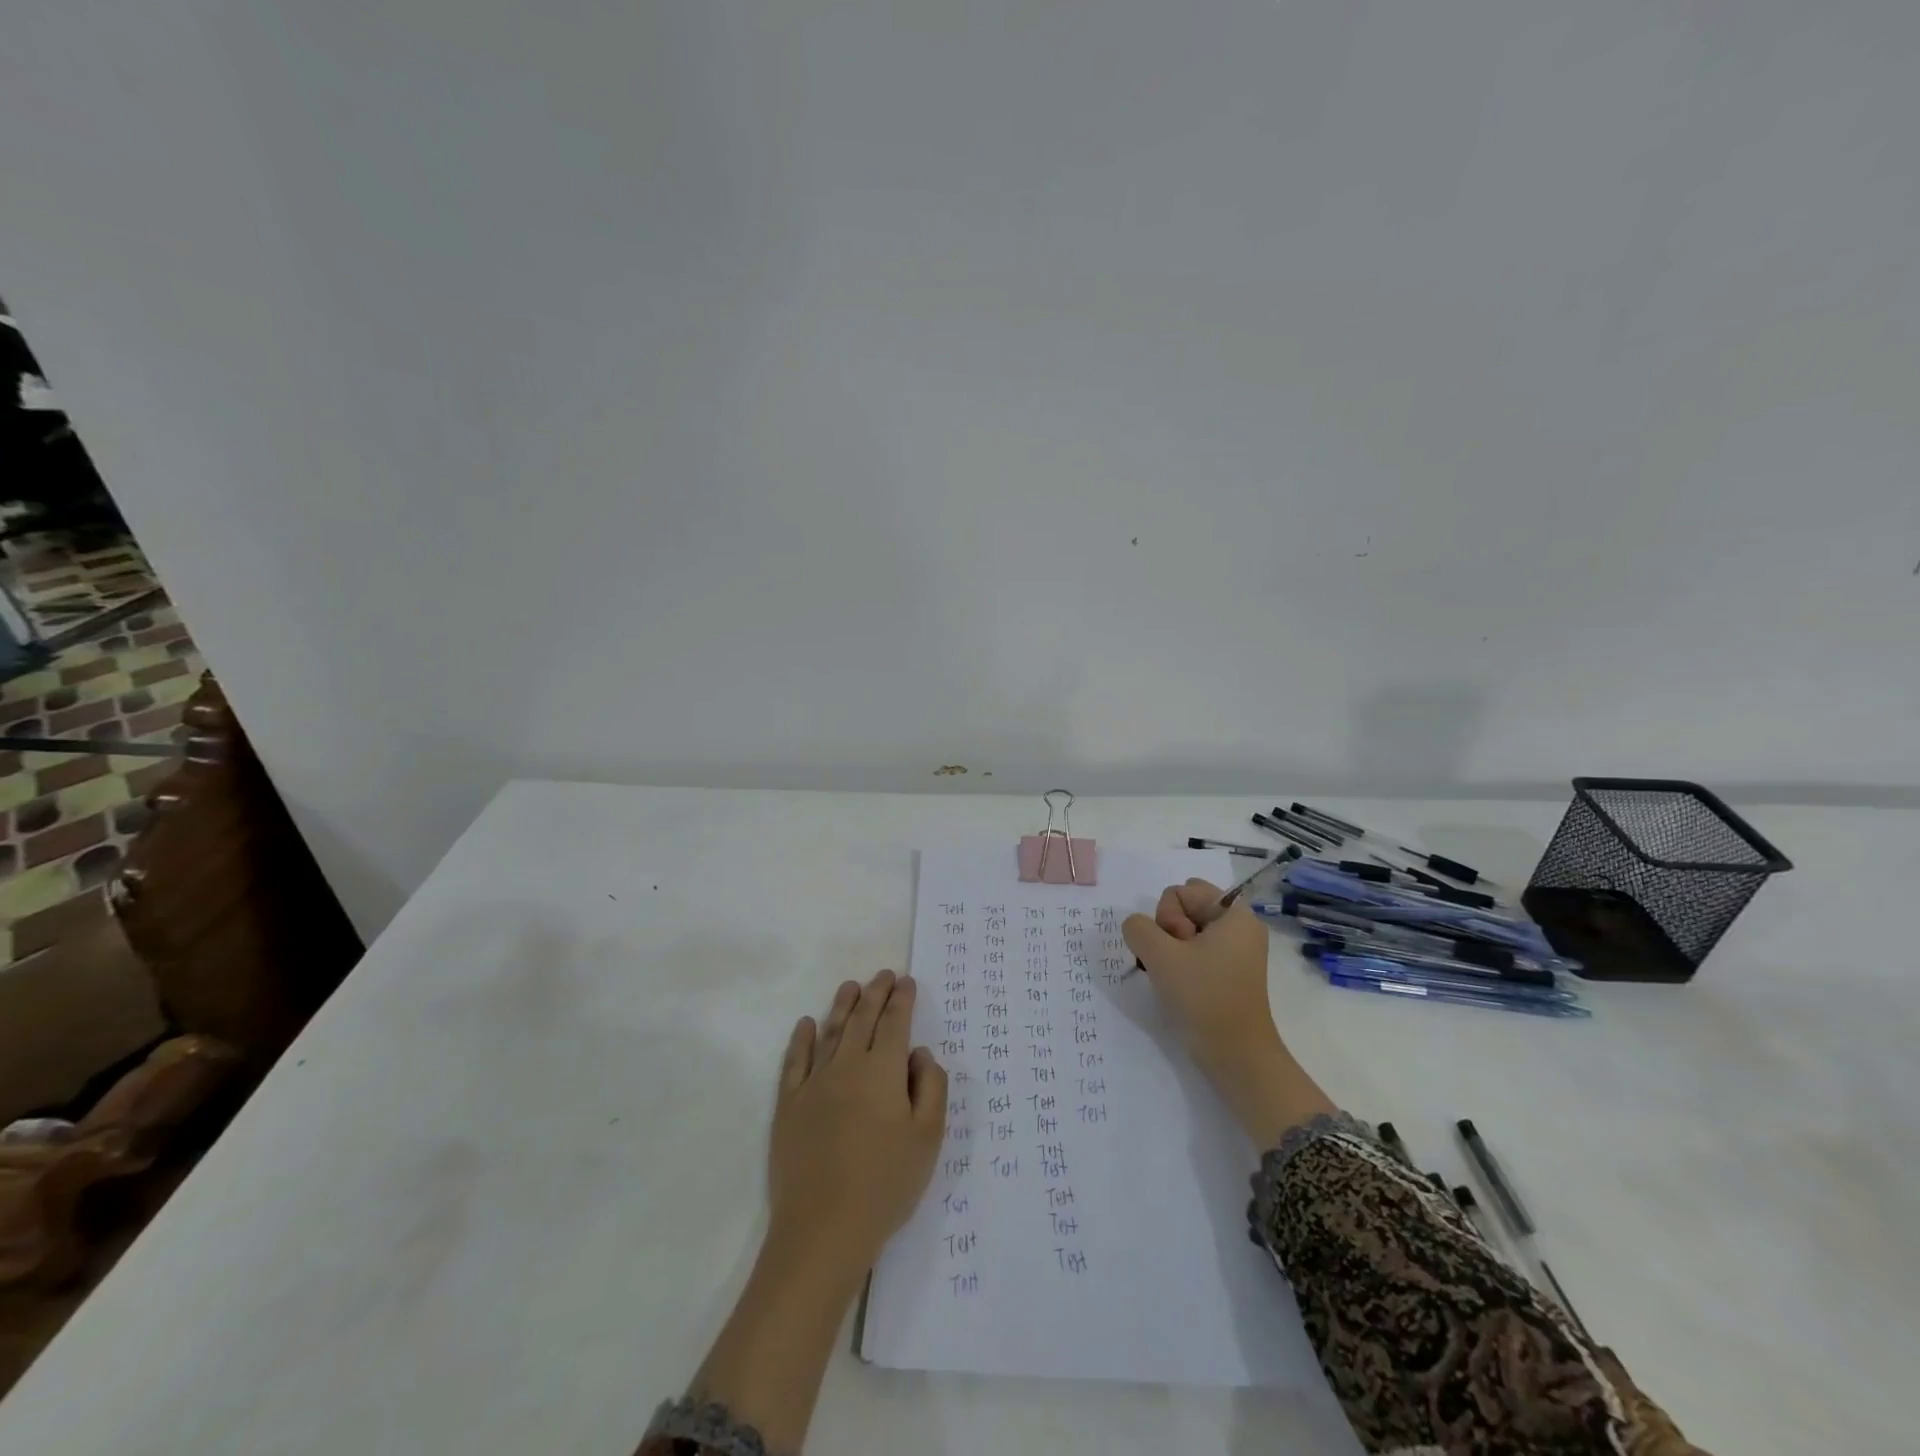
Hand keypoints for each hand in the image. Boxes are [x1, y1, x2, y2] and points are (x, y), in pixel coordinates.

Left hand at [767, 970, 946, 1276]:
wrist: (823, 1229)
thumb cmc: (885, 1184)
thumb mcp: (928, 1139)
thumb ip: (931, 1088)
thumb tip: (921, 1054)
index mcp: (884, 1071)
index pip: (895, 1023)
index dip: (902, 1000)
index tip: (906, 981)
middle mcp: (848, 1066)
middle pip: (863, 1019)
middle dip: (876, 993)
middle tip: (883, 974)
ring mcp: (814, 1083)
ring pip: (831, 1032)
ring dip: (842, 1006)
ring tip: (851, 986)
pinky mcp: (789, 1105)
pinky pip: (795, 1061)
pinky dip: (801, 1039)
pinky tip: (806, 1024)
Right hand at [1124, 880, 1334, 1147]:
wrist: (1235, 1054)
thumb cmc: (1203, 996)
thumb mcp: (1160, 954)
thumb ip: (1138, 927)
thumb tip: (1137, 928)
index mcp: (1234, 914)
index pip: (1182, 890)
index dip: (1169, 916)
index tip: (1177, 946)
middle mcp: (1238, 927)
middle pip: (1184, 908)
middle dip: (1167, 930)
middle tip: (1175, 962)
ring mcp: (1234, 952)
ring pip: (1184, 931)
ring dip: (1168, 950)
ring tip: (1174, 977)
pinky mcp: (1226, 973)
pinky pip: (1192, 952)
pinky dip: (1178, 963)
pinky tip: (1176, 984)